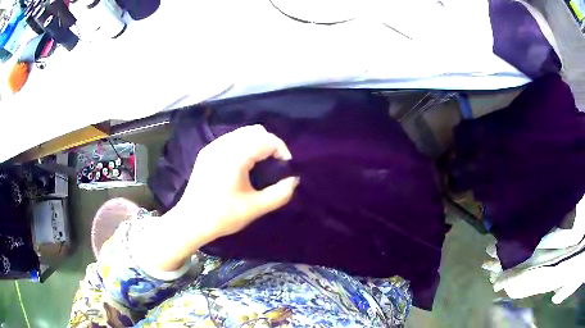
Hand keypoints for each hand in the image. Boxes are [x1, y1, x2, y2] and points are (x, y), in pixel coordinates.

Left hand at [179, 124, 298, 239]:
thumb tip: (294, 180)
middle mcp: (223, 145)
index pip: (266, 140)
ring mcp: (213, 147)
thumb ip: (280, 193)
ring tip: (261, 165)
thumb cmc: (222, 216)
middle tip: (275, 165)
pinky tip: (243, 165)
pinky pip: (231, 139)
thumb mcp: (255, 208)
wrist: (191, 222)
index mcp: (235, 156)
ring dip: (256, 144)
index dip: (282, 151)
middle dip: (270, 144)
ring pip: (242, 133)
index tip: (286, 168)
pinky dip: (243, 146)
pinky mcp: (207, 152)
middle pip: (255, 131)